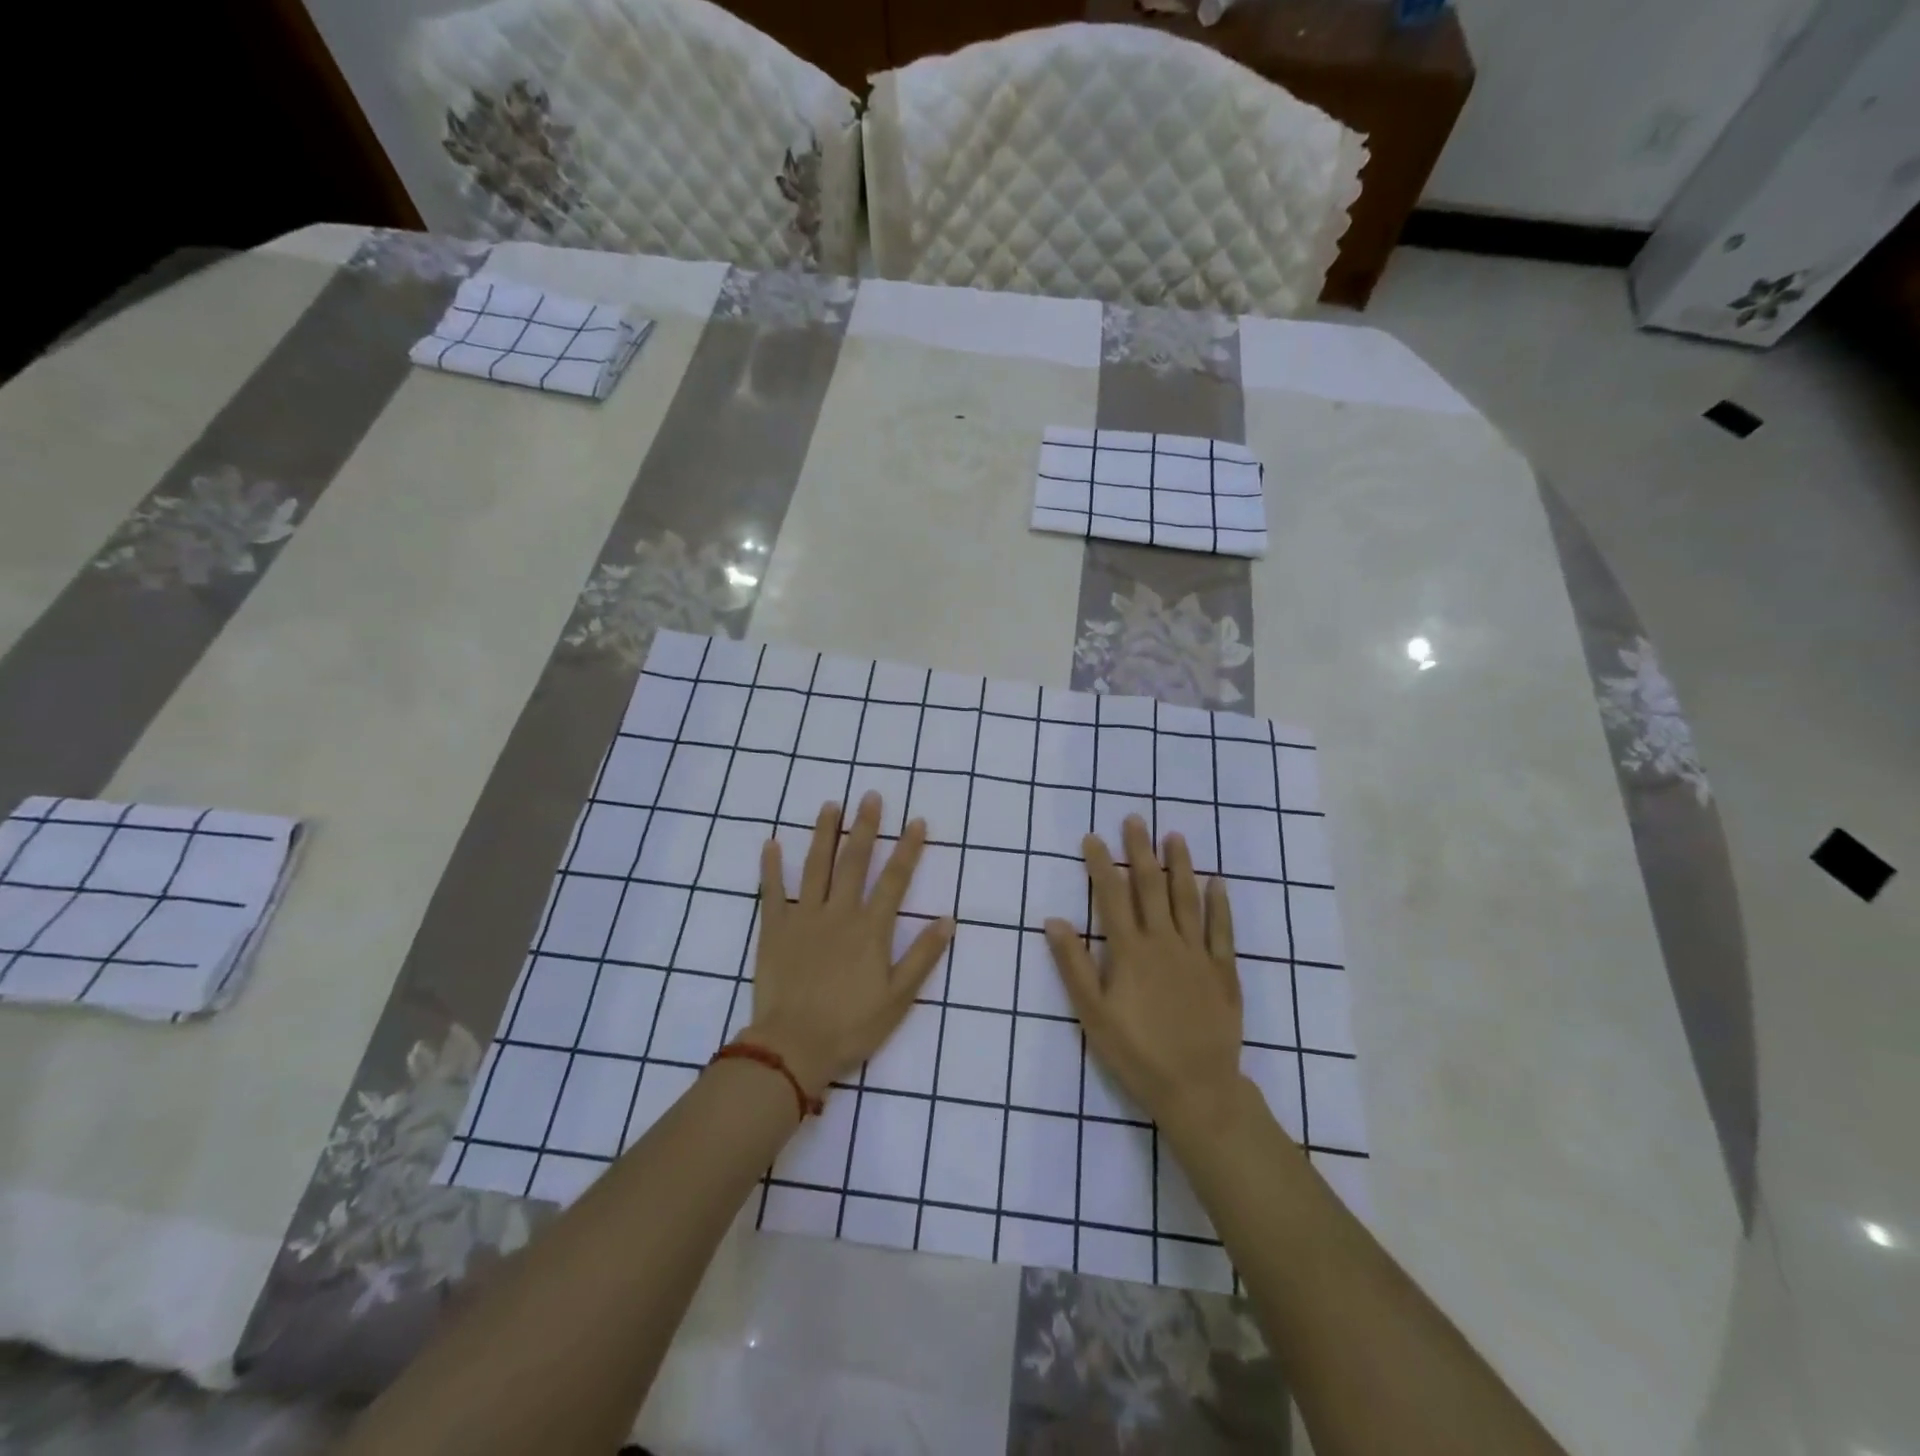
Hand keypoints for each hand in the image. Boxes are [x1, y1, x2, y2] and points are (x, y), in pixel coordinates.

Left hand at [746, 793, 954, 1099]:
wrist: (793, 1047)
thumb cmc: (851, 1026)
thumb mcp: (899, 998)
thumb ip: (923, 956)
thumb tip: (948, 919)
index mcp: (870, 928)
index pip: (894, 879)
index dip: (907, 849)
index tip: (916, 821)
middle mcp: (839, 913)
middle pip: (854, 861)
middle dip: (864, 827)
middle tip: (869, 795)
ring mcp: (803, 917)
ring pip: (815, 866)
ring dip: (824, 834)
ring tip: (830, 805)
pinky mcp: (774, 929)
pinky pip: (772, 892)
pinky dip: (771, 867)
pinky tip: (771, 843)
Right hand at [1045, 815, 1247, 1138]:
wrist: (1196, 1088)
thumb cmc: (1136, 1053)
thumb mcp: (1092, 1013)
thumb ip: (1073, 965)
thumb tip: (1053, 920)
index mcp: (1129, 951)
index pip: (1111, 896)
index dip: (1101, 865)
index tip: (1094, 837)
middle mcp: (1164, 942)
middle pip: (1150, 887)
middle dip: (1140, 851)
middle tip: (1135, 819)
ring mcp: (1197, 954)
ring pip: (1187, 899)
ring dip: (1180, 865)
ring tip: (1174, 836)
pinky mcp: (1223, 971)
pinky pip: (1222, 930)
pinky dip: (1219, 904)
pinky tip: (1217, 882)